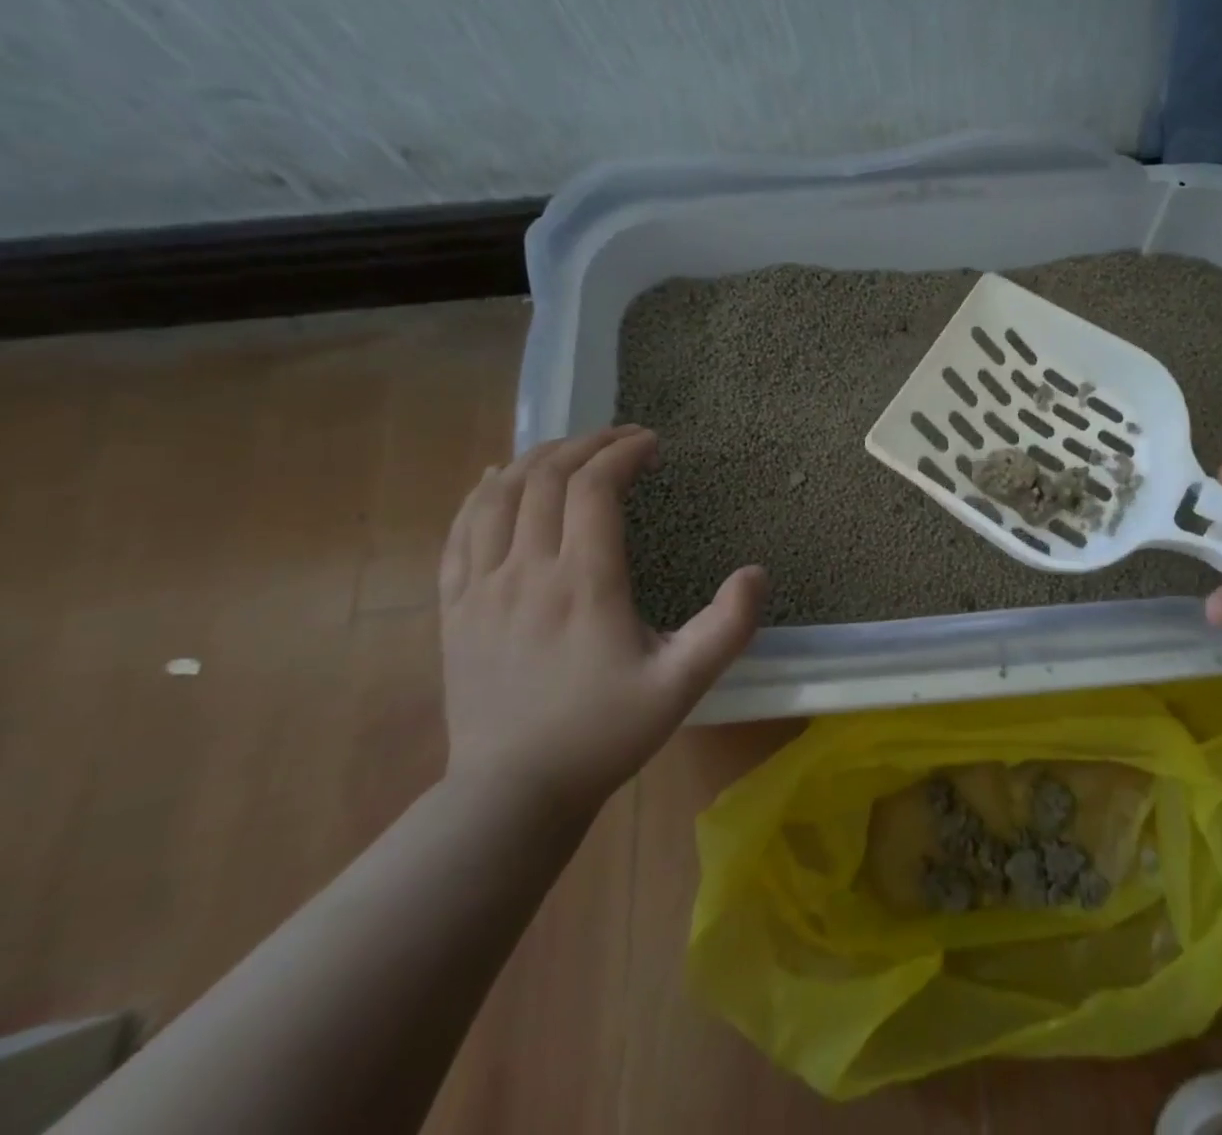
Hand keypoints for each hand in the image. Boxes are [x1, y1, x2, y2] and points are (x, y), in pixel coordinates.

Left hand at [437, 426, 766, 814]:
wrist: (512, 793)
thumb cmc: (604, 733)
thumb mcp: (683, 684)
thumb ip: (728, 627)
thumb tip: (758, 572)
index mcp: (584, 583)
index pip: (595, 488)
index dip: (623, 453)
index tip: (652, 444)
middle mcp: (527, 571)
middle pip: (547, 478)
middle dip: (587, 444)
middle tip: (622, 437)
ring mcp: (481, 587)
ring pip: (499, 495)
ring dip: (537, 458)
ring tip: (571, 448)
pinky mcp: (455, 607)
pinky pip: (460, 530)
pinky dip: (482, 491)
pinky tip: (499, 478)